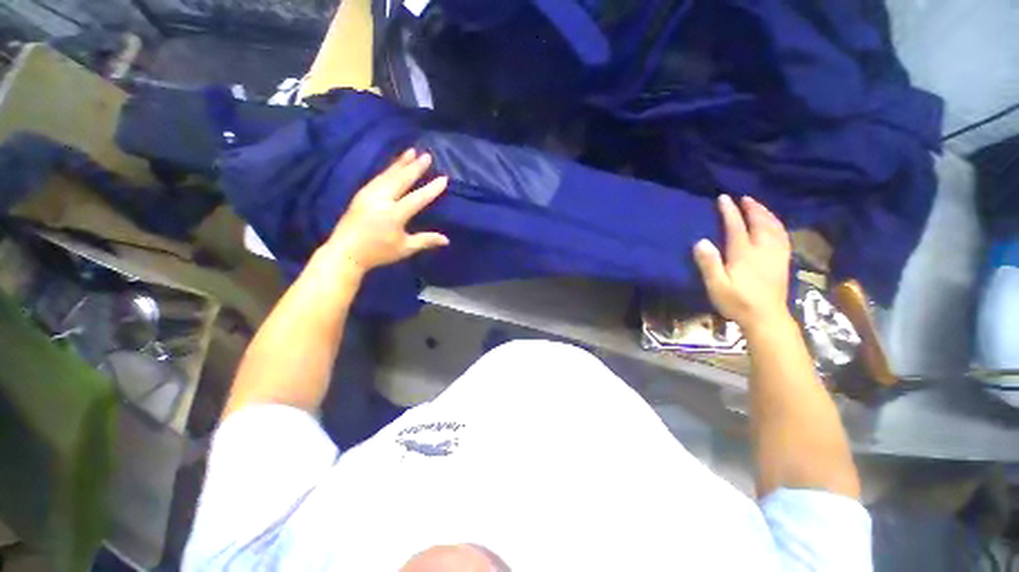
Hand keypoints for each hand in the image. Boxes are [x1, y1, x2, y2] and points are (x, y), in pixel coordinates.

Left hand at [326, 149, 449, 272]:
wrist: (345, 252)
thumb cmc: (378, 253)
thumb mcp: (405, 248)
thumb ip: (426, 241)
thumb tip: (447, 240)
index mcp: (393, 215)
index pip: (417, 199)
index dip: (431, 189)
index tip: (444, 178)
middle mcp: (381, 200)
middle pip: (400, 180)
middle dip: (415, 167)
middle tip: (427, 155)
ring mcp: (368, 195)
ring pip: (387, 175)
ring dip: (400, 163)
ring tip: (411, 152)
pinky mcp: (361, 194)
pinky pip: (378, 177)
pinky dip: (388, 169)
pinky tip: (394, 165)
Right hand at [693, 195, 790, 329]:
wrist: (766, 318)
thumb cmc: (737, 302)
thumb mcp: (716, 286)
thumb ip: (709, 264)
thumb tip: (701, 241)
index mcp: (744, 254)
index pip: (736, 226)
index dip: (729, 211)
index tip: (723, 198)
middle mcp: (763, 250)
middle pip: (760, 222)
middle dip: (752, 208)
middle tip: (744, 198)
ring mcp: (776, 255)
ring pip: (774, 227)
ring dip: (766, 213)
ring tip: (758, 206)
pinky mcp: (783, 262)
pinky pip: (783, 236)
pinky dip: (778, 225)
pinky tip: (775, 225)